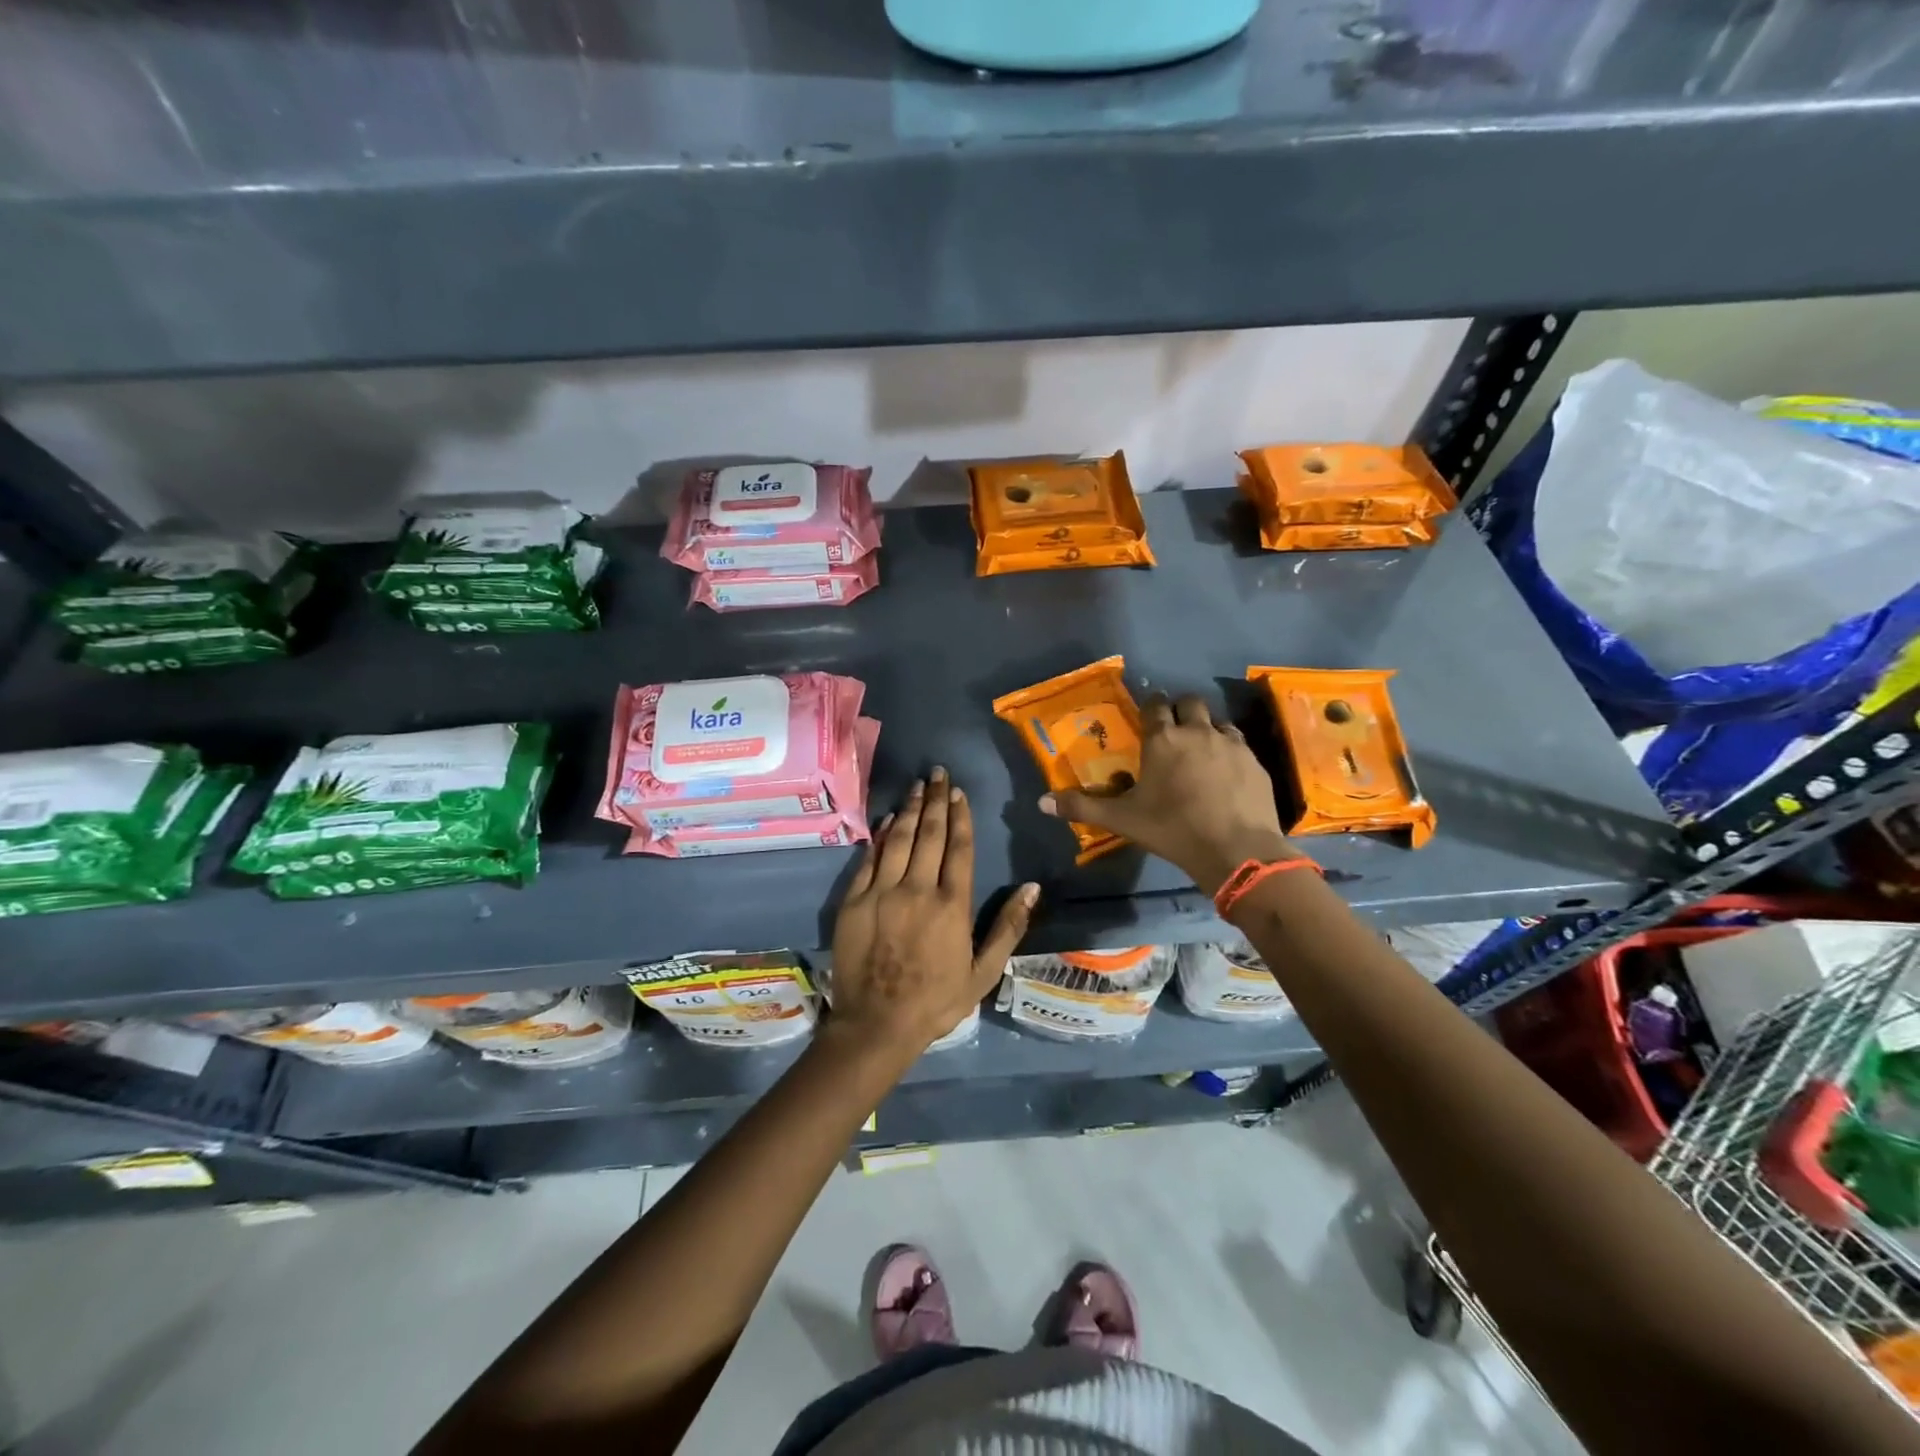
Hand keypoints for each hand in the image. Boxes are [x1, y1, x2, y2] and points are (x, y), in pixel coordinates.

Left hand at [831, 767, 1037, 1054]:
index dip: (959, 817)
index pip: (958, 848)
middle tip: (938, 774)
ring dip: (909, 809)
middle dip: (935, 800)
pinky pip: (869, 859)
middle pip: (929, 835)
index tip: (959, 793)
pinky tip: (888, 820)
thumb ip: (1008, 928)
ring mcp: (882, 892)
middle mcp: (918, 890)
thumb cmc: (936, 1001)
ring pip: (899, 839)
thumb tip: (1032, 888)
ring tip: (917, 786)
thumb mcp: (983, 973)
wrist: (876, 1025)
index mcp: (952, 906)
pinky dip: (881, 836)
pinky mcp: (855, 900)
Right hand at [1040, 694, 1296, 894]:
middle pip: (1189, 703)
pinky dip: (1229, 750)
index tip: (1147, 713)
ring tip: (1200, 750)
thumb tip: (1041, 802)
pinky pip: (1239, 744)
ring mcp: (1231, 744)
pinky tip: (1226, 772)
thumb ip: (1082, 806)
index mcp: (1162, 740)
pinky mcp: (1255, 762)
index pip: (1154, 705)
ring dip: (1207, 728)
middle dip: (1180, 710)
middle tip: (1173, 730)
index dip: (1150, 705)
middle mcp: (1197, 732)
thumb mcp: (1122, 820)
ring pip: (1217, 721)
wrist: (1236, 849)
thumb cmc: (1172, 829)